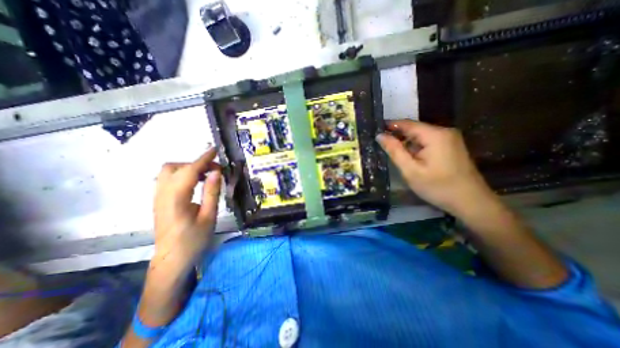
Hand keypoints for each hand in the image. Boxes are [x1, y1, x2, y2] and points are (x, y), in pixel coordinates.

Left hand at [151, 148, 221, 273]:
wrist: (171, 259)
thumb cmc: (194, 240)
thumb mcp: (209, 217)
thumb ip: (211, 193)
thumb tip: (216, 172)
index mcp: (176, 200)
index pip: (189, 171)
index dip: (203, 159)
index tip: (216, 151)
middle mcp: (162, 195)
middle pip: (173, 167)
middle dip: (195, 163)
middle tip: (214, 170)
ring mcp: (158, 198)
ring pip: (169, 172)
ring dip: (189, 168)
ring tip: (207, 176)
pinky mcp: (159, 201)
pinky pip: (169, 179)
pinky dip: (183, 175)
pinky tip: (196, 183)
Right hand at [375, 121, 497, 215]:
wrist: (471, 202)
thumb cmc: (438, 187)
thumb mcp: (411, 170)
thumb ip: (395, 151)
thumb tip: (380, 136)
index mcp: (435, 135)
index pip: (407, 124)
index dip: (390, 125)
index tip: (375, 129)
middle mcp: (444, 131)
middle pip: (414, 129)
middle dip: (397, 135)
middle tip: (380, 143)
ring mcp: (449, 138)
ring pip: (420, 136)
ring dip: (406, 142)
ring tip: (391, 150)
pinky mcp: (451, 146)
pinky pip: (428, 142)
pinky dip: (415, 147)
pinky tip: (408, 156)